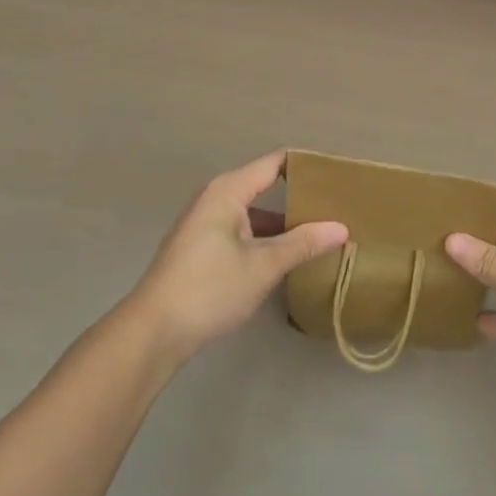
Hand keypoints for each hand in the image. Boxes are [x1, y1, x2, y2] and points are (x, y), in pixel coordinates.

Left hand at [125, 150, 347, 366]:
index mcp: (228, 190)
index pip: (274, 163)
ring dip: (282, 224)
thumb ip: (303, 243)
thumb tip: (342, 228)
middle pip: (265, 186)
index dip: (305, 165)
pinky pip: (242, 230)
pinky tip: (287, 258)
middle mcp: (216, 197)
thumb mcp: (263, 266)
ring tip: (320, 234)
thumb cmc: (209, 289)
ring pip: (254, 213)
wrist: (152, 332)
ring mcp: (206, 222)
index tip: (337, 175)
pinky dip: (264, 238)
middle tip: (336, 208)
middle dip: (298, 197)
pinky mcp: (201, 246)